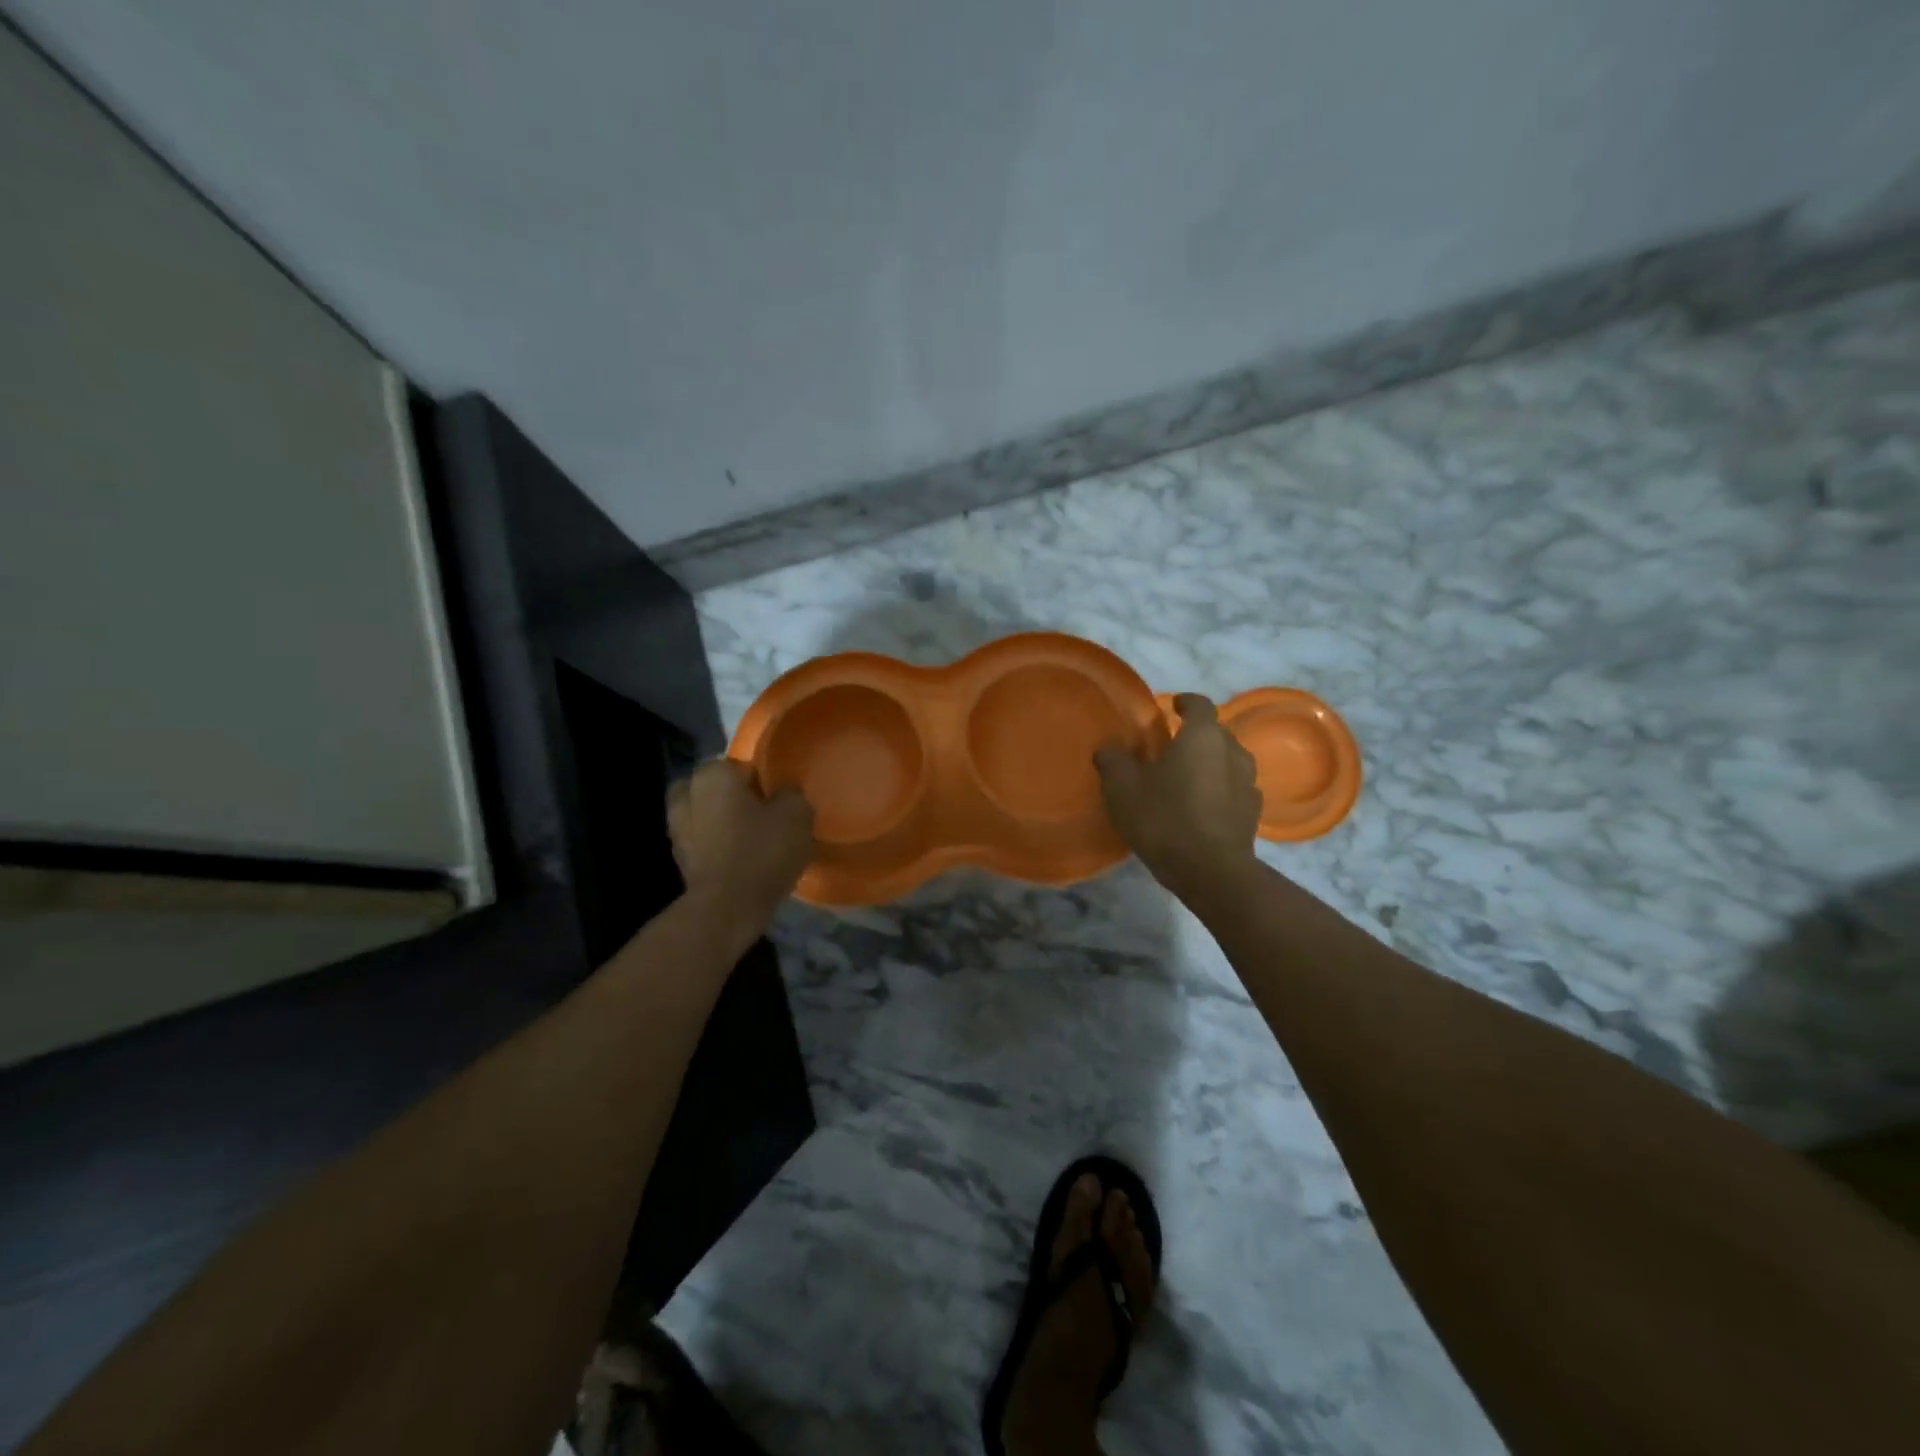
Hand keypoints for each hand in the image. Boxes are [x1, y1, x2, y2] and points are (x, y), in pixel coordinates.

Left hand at [667, 760, 813, 929]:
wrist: (726, 908)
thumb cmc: (761, 850)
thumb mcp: (796, 814)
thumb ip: (792, 794)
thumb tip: (784, 794)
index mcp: (712, 775)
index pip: (742, 765)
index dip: (763, 780)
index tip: (779, 798)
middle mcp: (687, 795)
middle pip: (716, 788)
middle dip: (735, 798)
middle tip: (763, 814)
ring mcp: (677, 830)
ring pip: (707, 816)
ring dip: (724, 823)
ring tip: (754, 839)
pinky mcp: (680, 861)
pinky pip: (704, 843)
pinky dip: (719, 847)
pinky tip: (743, 861)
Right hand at [1094, 694, 1260, 896]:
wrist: (1209, 871)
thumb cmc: (1164, 817)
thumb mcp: (1121, 787)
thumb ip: (1113, 760)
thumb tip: (1108, 747)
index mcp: (1203, 736)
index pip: (1200, 704)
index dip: (1185, 702)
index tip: (1172, 706)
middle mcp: (1233, 752)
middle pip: (1217, 733)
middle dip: (1196, 735)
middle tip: (1171, 747)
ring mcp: (1248, 784)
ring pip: (1229, 762)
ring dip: (1211, 764)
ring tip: (1187, 778)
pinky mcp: (1253, 815)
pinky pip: (1234, 791)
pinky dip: (1220, 791)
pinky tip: (1202, 807)